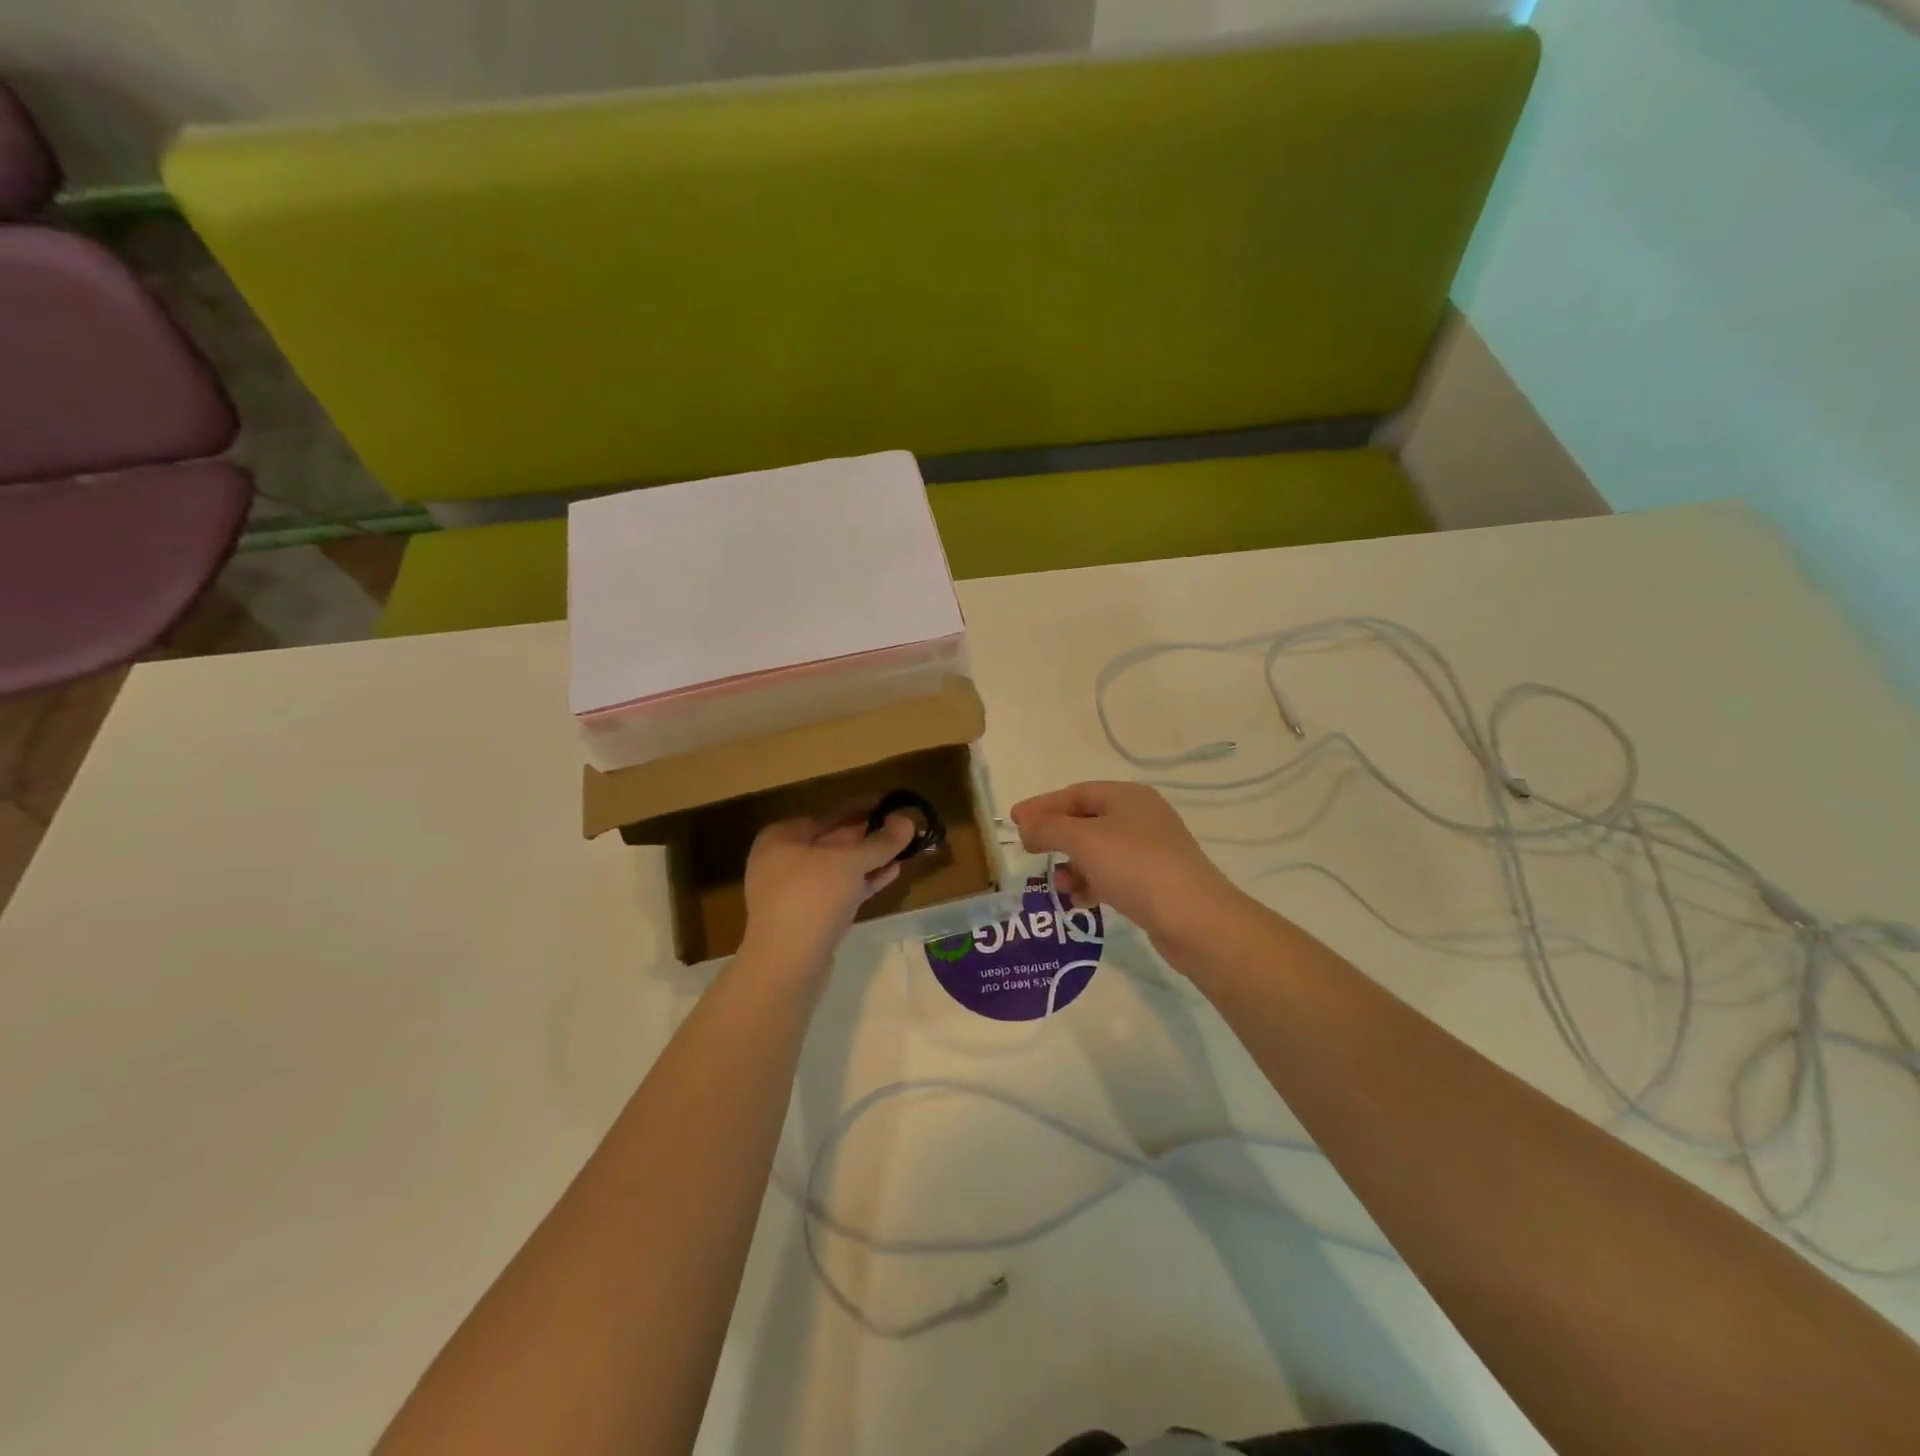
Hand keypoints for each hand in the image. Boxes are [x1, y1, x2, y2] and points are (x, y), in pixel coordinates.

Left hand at [740, 808, 917, 971]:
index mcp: (781, 837)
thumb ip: (881, 841)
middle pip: (833, 842)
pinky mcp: (809, 919)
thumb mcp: (851, 861)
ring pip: (839, 869)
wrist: (787, 963)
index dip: (860, 809)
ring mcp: (794, 893)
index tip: (890, 807)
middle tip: (902, 829)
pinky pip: (841, 891)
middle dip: (868, 837)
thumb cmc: (813, 896)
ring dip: (870, 860)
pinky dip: (864, 882)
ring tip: (905, 851)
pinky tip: (892, 874)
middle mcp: (782, 861)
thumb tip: (908, 821)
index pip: (827, 815)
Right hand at [1009, 782, 1243, 948]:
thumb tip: (1026, 826)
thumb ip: (1049, 828)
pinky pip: (1113, 875)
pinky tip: (1080, 901)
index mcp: (1127, 796)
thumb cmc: (1135, 867)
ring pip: (1098, 851)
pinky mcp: (1155, 882)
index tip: (1013, 821)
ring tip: (1059, 886)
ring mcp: (1151, 850)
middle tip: (1029, 851)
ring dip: (1073, 865)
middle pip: (1086, 820)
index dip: (1042, 806)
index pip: (1075, 793)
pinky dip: (1092, 884)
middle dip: (1056, 837)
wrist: (1194, 918)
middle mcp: (1141, 817)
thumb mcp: (1084, 840)